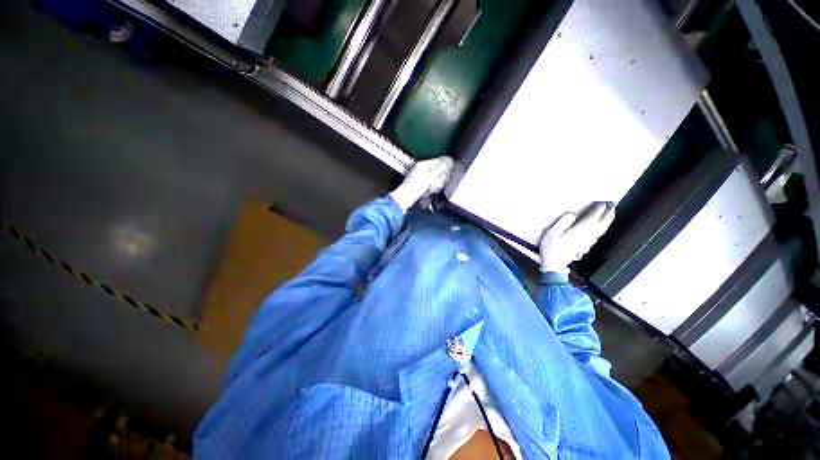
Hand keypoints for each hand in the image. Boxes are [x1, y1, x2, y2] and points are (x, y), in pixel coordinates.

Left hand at [389, 157, 454, 210]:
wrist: (405, 197)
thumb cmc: (416, 187)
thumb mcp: (429, 177)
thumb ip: (439, 169)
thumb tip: (449, 161)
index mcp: (423, 164)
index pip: (437, 160)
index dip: (446, 163)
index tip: (454, 167)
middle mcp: (421, 167)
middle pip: (435, 167)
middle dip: (442, 171)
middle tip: (448, 177)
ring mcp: (419, 175)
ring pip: (433, 174)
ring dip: (438, 178)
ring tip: (441, 183)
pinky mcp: (418, 182)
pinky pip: (429, 180)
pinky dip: (433, 183)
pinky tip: (434, 187)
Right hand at [539, 202, 615, 273]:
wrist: (554, 266)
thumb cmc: (550, 249)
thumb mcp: (551, 234)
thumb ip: (562, 223)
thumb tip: (571, 214)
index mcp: (577, 232)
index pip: (591, 218)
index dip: (597, 210)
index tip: (602, 202)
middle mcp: (585, 236)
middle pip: (601, 223)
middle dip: (607, 213)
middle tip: (612, 204)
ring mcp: (587, 242)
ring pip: (602, 229)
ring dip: (607, 220)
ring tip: (611, 213)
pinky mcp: (586, 246)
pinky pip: (598, 235)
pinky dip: (603, 228)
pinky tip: (603, 226)